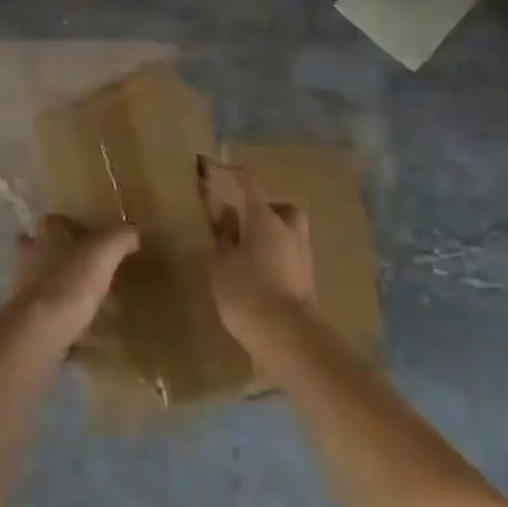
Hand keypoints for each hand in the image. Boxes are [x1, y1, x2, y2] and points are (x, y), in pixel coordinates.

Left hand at [9, 215, 139, 349]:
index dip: (72, 227)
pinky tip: (81, 332)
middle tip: (87, 269)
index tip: (92, 239)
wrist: (39, 330)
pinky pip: (46, 315)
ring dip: (59, 288)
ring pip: (42, 281)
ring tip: (88, 303)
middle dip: (60, 257)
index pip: (56, 220)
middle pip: (42, 249)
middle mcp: (30, 255)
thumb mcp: (106, 250)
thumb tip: (132, 235)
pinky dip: (60, 319)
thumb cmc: (72, 280)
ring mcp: (23, 288)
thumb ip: (121, 237)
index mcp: (47, 233)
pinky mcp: (26, 318)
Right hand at [202, 159, 315, 342]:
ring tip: (234, 246)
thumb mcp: (221, 265)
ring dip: (257, 230)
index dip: (222, 171)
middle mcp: (288, 226)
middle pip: (267, 204)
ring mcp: (301, 251)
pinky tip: (249, 268)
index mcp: (265, 216)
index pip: (244, 181)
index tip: (203, 166)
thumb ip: (221, 241)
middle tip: (223, 215)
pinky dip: (265, 251)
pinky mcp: (304, 276)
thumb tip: (225, 228)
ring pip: (277, 228)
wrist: (291, 340)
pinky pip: (281, 250)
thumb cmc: (250, 294)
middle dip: (246, 206)